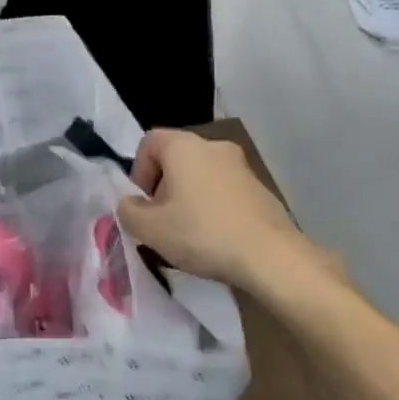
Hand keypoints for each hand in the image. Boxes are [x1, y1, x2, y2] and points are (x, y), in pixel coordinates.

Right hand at [117, 129, 317, 293]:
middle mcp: (213, 146)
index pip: (149, 142)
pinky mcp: (260, 188)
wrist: (271, 256)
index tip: (142, 203)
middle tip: (161, 222)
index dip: (138, 171)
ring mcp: (241, 166)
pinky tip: (215, 238)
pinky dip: (213, 207)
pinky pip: (224, 190)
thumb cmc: (202, 233)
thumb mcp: (149, 228)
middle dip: (163, 188)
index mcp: (184, 146)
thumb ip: (127, 211)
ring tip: (188, 234)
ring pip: (201, 175)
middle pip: (175, 159)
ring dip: (188, 199)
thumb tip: (130, 204)